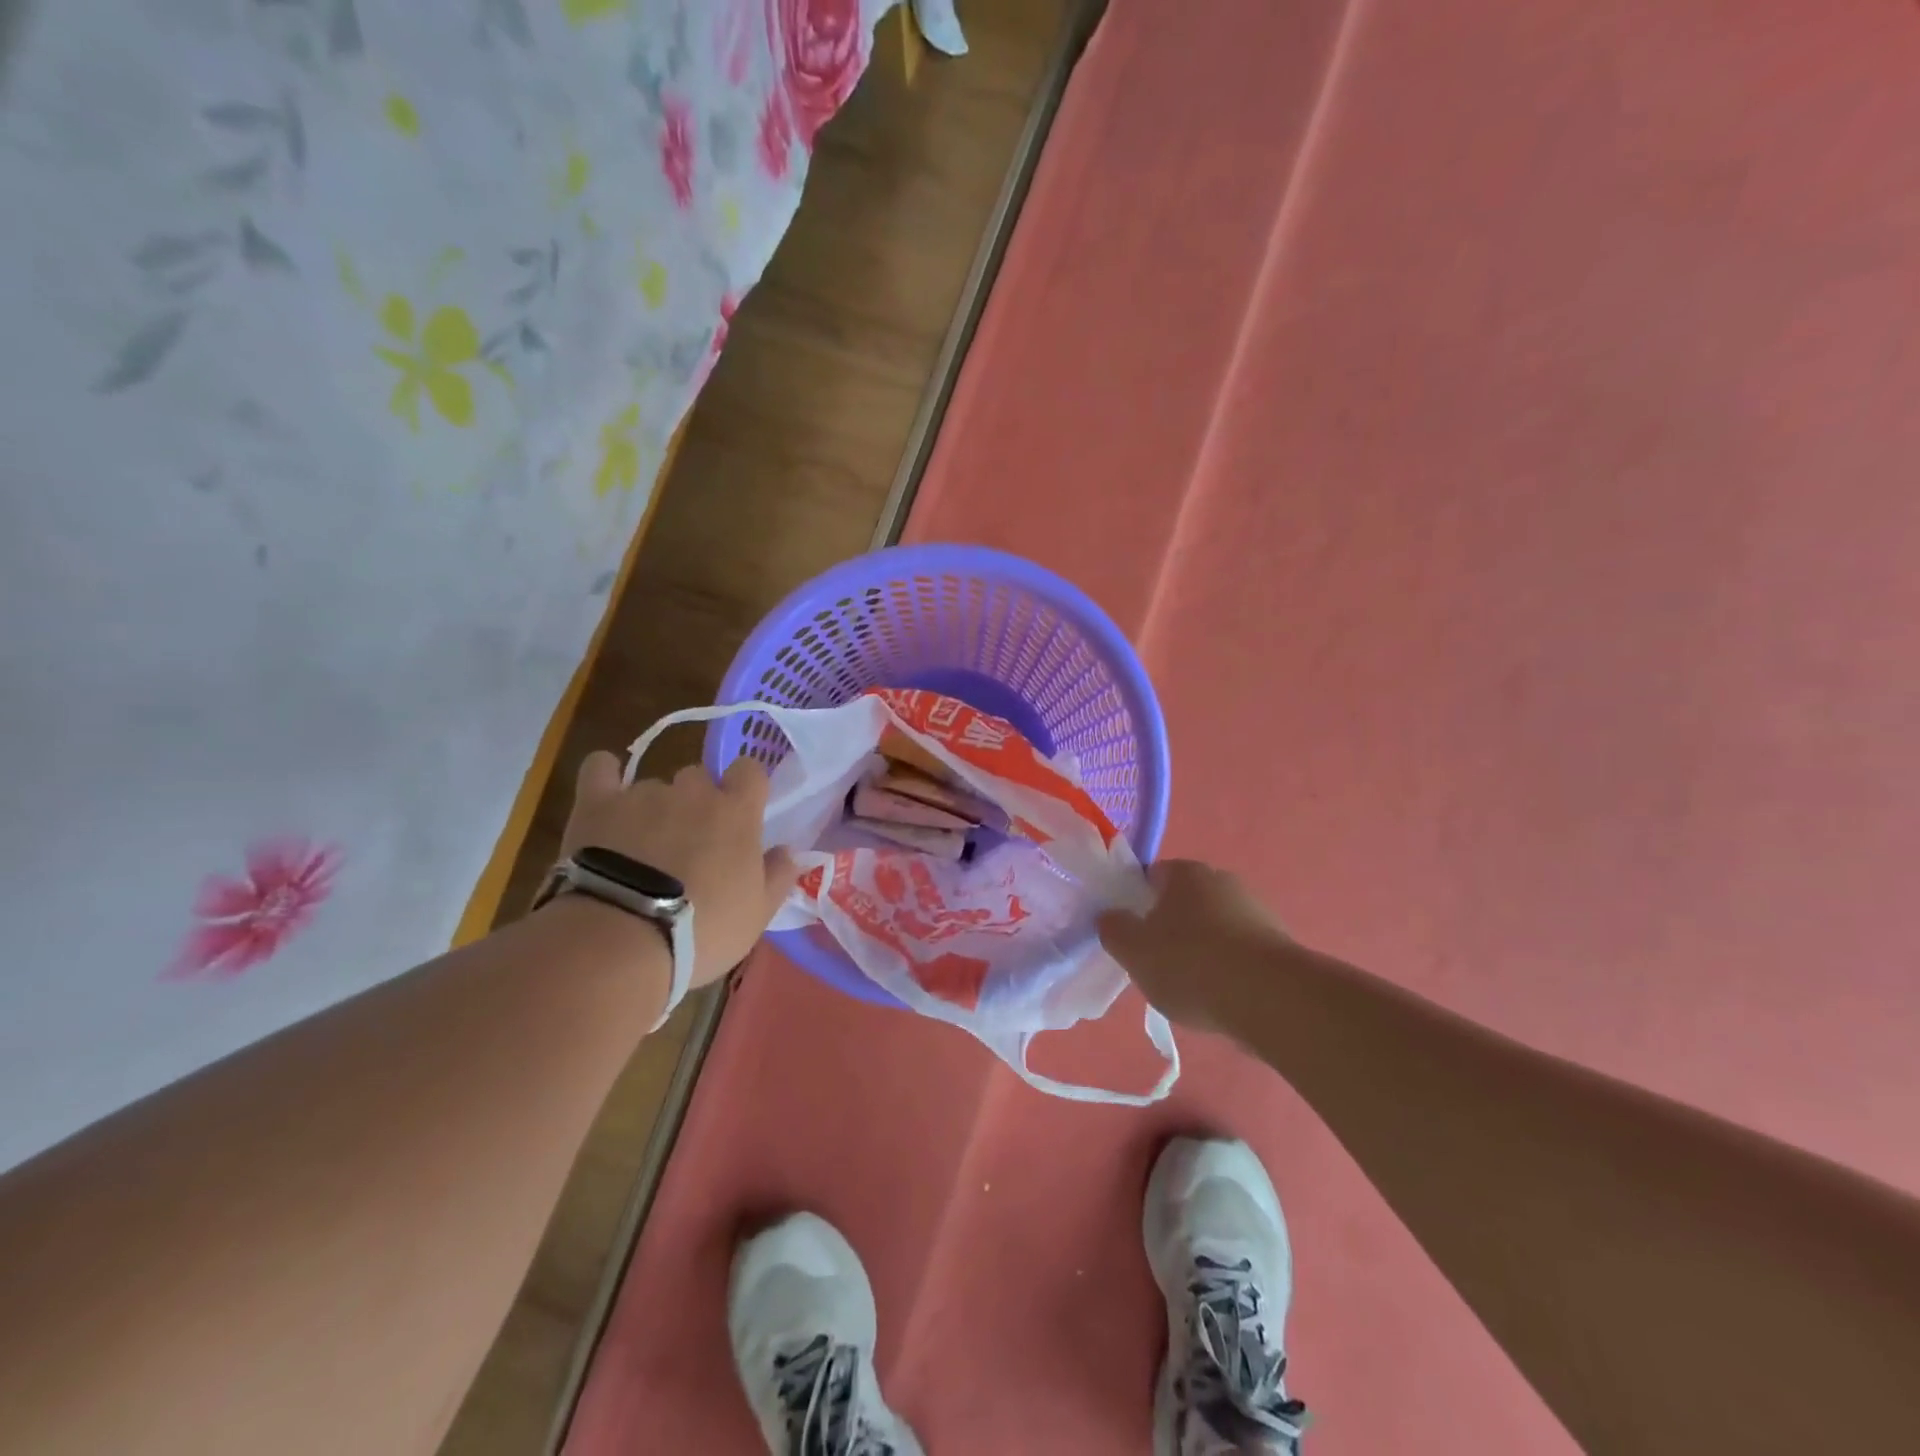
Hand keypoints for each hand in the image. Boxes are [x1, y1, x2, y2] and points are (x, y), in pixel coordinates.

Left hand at [560, 751, 797, 989]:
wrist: (621, 941)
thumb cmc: (702, 930)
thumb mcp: (756, 914)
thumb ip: (778, 876)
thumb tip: (791, 851)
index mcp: (737, 812)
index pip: (750, 769)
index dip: (745, 785)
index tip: (740, 811)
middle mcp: (693, 791)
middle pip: (699, 777)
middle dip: (696, 802)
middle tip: (689, 843)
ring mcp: (643, 794)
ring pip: (654, 786)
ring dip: (654, 808)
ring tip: (639, 849)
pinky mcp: (597, 803)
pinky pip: (600, 768)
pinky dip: (605, 776)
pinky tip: (606, 796)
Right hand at [1097, 859, 1291, 1034]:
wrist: (1271, 998)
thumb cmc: (1191, 964)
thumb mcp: (1134, 951)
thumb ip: (1114, 929)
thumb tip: (1110, 917)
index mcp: (1186, 872)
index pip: (1152, 876)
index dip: (1136, 901)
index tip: (1131, 933)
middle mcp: (1222, 880)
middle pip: (1184, 901)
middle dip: (1170, 926)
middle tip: (1155, 961)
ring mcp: (1255, 910)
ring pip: (1213, 926)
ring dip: (1201, 948)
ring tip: (1189, 987)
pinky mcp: (1278, 943)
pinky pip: (1239, 951)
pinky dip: (1227, 968)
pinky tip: (1220, 996)